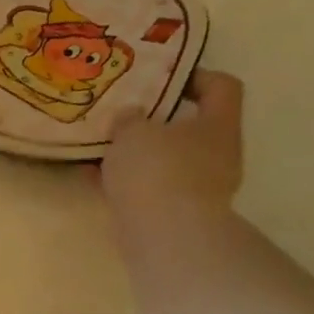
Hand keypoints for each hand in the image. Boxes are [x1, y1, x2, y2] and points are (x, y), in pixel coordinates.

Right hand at [95, 69, 243, 231]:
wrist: (164, 237)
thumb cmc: (156, 171)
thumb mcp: (133, 131)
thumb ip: (129, 118)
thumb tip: (131, 117)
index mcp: (217, 125)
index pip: (221, 86)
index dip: (194, 76)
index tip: (159, 79)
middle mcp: (216, 154)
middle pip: (189, 126)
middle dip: (154, 120)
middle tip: (121, 114)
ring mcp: (197, 187)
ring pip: (164, 160)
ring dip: (135, 154)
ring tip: (100, 146)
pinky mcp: (174, 213)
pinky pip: (146, 187)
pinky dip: (123, 181)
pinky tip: (91, 176)